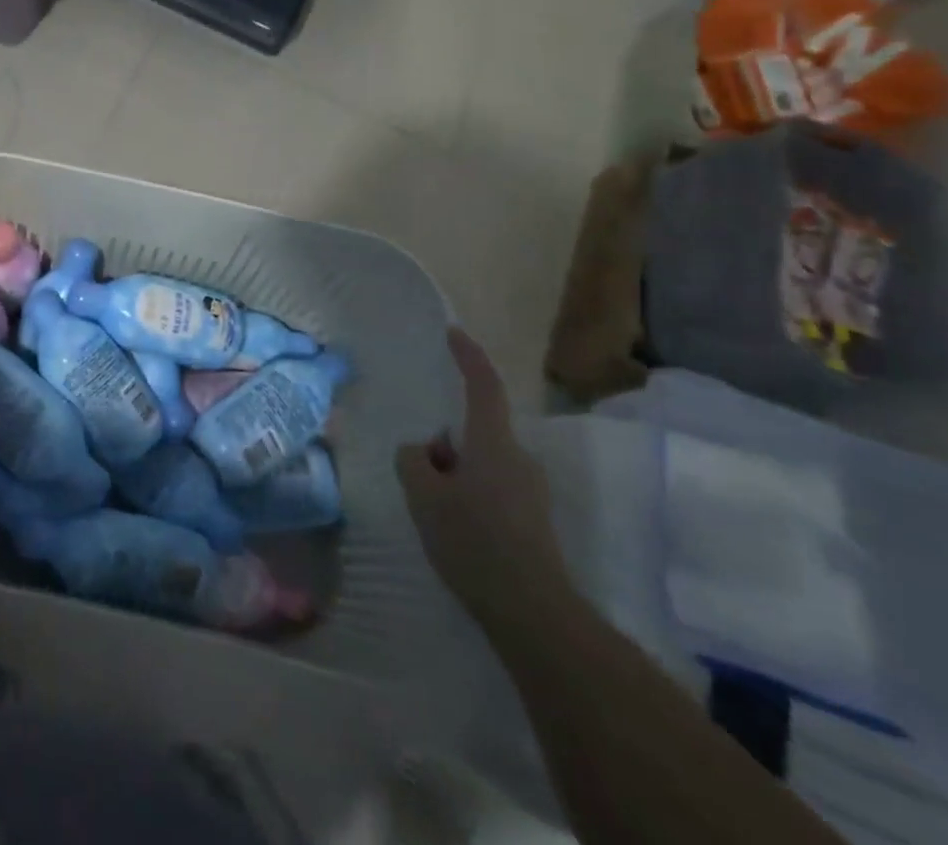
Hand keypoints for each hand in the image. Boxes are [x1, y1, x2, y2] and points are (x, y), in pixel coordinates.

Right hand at [398, 329, 571, 632]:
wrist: (534, 614)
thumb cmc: (475, 542)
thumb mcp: (423, 495)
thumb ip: (413, 460)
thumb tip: (423, 453)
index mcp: (493, 443)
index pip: (483, 385)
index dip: (468, 356)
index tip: (453, 333)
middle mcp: (518, 458)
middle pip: (474, 431)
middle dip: (443, 445)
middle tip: (420, 480)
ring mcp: (530, 491)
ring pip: (480, 463)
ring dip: (454, 475)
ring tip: (435, 514)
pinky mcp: (533, 520)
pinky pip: (491, 489)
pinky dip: (468, 498)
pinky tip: (455, 533)